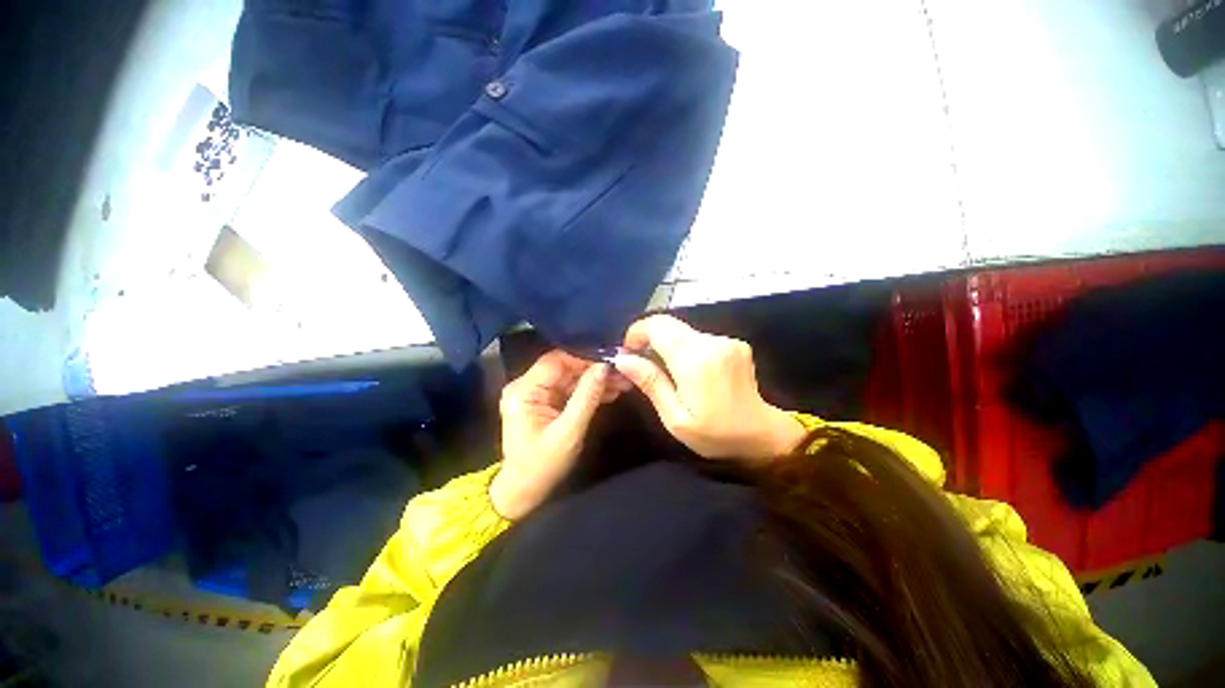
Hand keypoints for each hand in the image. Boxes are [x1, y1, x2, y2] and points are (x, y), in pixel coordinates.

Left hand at [491, 351, 624, 518]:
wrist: (524, 493)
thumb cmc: (542, 466)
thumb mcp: (569, 432)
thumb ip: (587, 397)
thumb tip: (605, 366)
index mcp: (524, 390)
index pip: (556, 361)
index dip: (584, 357)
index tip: (612, 358)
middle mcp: (527, 386)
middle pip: (565, 367)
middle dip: (594, 369)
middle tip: (622, 371)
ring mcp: (536, 394)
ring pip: (570, 378)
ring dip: (595, 380)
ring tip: (623, 382)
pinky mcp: (546, 402)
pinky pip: (570, 390)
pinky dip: (589, 391)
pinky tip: (611, 391)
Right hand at [611, 315, 805, 460]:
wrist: (762, 434)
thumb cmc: (715, 434)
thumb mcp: (675, 418)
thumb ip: (651, 383)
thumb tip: (623, 358)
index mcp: (695, 361)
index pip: (658, 326)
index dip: (637, 332)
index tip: (629, 351)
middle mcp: (712, 342)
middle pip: (669, 324)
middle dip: (649, 338)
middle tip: (642, 362)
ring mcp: (726, 340)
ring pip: (682, 330)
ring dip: (668, 345)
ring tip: (667, 372)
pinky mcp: (734, 342)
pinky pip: (698, 337)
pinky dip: (686, 348)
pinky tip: (690, 371)